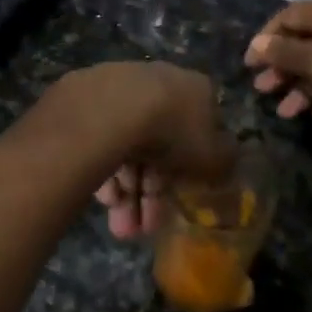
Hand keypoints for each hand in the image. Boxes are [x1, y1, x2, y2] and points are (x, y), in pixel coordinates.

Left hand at [51, 64, 232, 239]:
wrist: (108, 111)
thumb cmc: (172, 132)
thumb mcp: (213, 156)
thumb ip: (225, 161)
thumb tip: (227, 161)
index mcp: (195, 89)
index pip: (200, 132)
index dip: (192, 171)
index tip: (181, 200)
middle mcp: (158, 81)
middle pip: (160, 145)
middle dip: (152, 193)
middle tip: (143, 229)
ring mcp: (119, 88)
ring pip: (128, 147)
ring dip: (127, 194)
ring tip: (120, 229)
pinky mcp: (84, 100)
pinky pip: (101, 141)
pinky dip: (104, 172)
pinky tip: (103, 201)